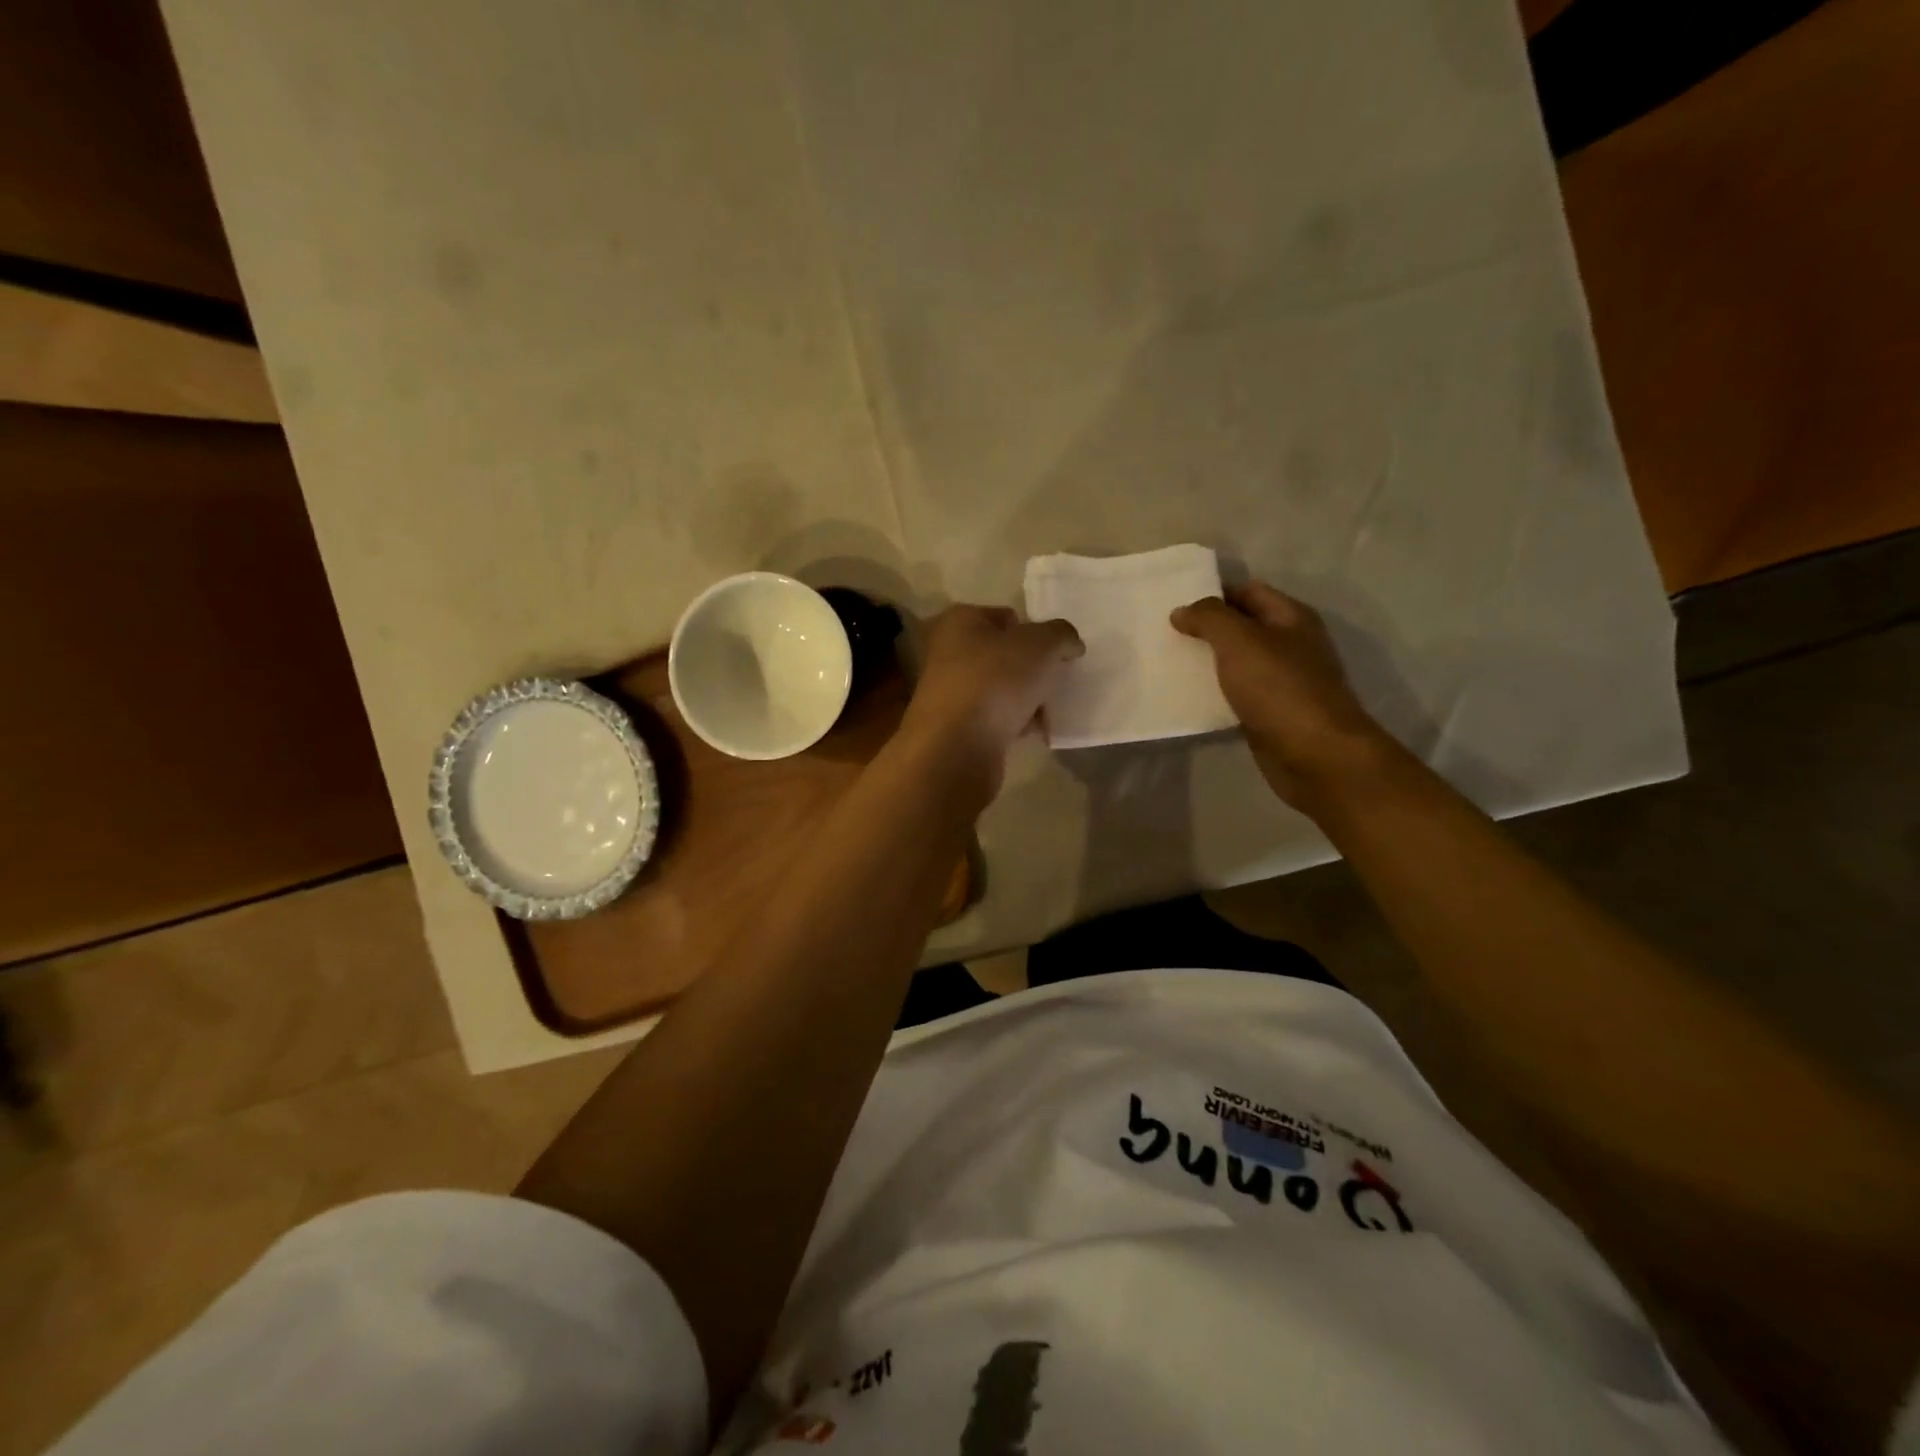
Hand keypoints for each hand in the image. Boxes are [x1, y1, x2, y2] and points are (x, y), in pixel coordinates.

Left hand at [902, 605, 1083, 799]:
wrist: (956, 749)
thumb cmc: (994, 682)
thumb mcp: (1040, 644)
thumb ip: (1061, 635)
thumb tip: (1069, 644)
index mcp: (959, 621)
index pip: (1006, 617)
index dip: (1035, 631)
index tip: (1056, 652)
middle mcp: (948, 653)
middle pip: (1003, 654)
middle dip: (1032, 667)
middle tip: (1057, 679)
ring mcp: (950, 693)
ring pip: (1001, 688)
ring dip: (1027, 697)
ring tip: (1051, 708)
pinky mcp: (957, 728)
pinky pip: (996, 718)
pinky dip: (1016, 723)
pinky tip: (1037, 731)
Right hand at [1172, 583, 1391, 811]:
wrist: (1315, 755)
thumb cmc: (1279, 688)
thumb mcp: (1239, 640)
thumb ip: (1209, 618)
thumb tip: (1182, 611)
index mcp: (1291, 617)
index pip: (1248, 591)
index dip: (1213, 592)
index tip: (1174, 602)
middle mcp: (1291, 644)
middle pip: (1243, 626)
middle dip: (1207, 628)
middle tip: (1165, 633)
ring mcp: (1283, 681)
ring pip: (1238, 662)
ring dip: (1208, 662)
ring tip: (1169, 662)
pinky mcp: (1272, 713)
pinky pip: (1238, 693)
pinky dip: (1215, 692)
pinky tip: (1189, 698)